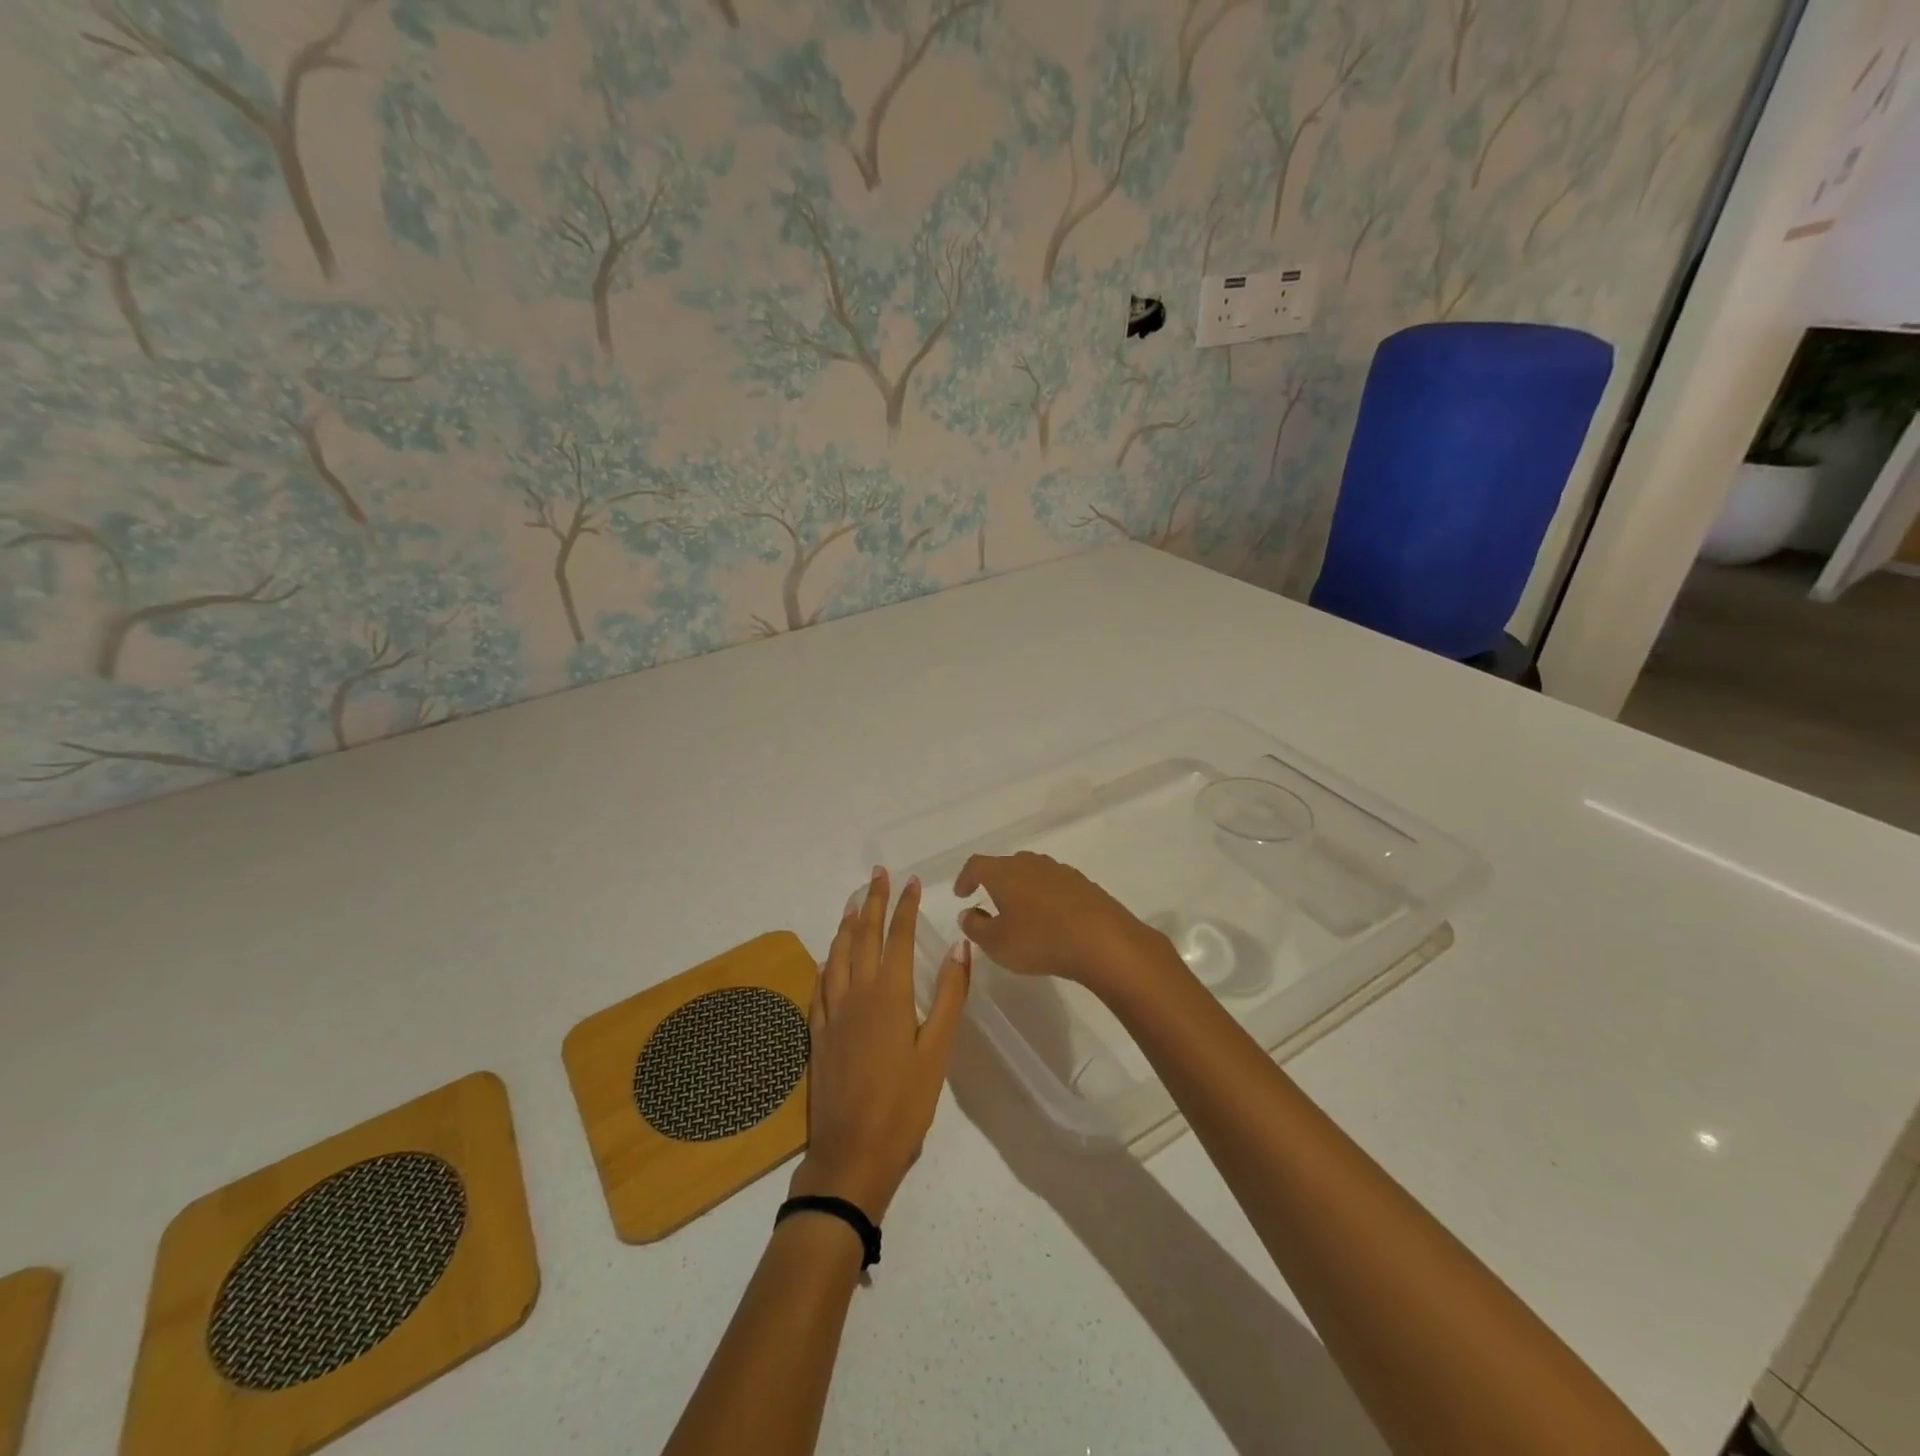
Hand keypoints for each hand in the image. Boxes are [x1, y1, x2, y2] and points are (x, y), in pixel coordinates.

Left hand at [789, 867, 969, 1220]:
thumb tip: (960, 946)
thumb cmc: (905, 1104)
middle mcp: (857, 993)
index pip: (898, 937)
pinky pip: (821, 984)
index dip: (905, 906)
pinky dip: (828, 962)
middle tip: (878, 874)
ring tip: (854, 904)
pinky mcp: (818, 1033)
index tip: (911, 881)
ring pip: (838, 955)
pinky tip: (829, 958)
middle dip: (873, 901)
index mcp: (890, 994)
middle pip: (864, 936)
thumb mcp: (938, 1051)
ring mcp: (832, 1012)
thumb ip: (950, 996)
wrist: (851, 1153)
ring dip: (847, 925)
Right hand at [953, 851, 1167, 993]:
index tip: (961, 894)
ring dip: (1022, 889)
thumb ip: (976, 926)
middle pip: (1006, 865)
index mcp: (1004, 872)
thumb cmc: (1039, 940)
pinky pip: (1055, 886)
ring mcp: (1060, 871)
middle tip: (991, 903)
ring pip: (1032, 874)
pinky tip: (1051, 920)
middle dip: (995, 882)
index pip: (976, 865)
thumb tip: (968, 913)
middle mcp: (1031, 863)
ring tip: (1021, 913)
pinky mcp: (1084, 884)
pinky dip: (1046, 898)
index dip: (965, 878)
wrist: (1102, 940)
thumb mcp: (996, 943)